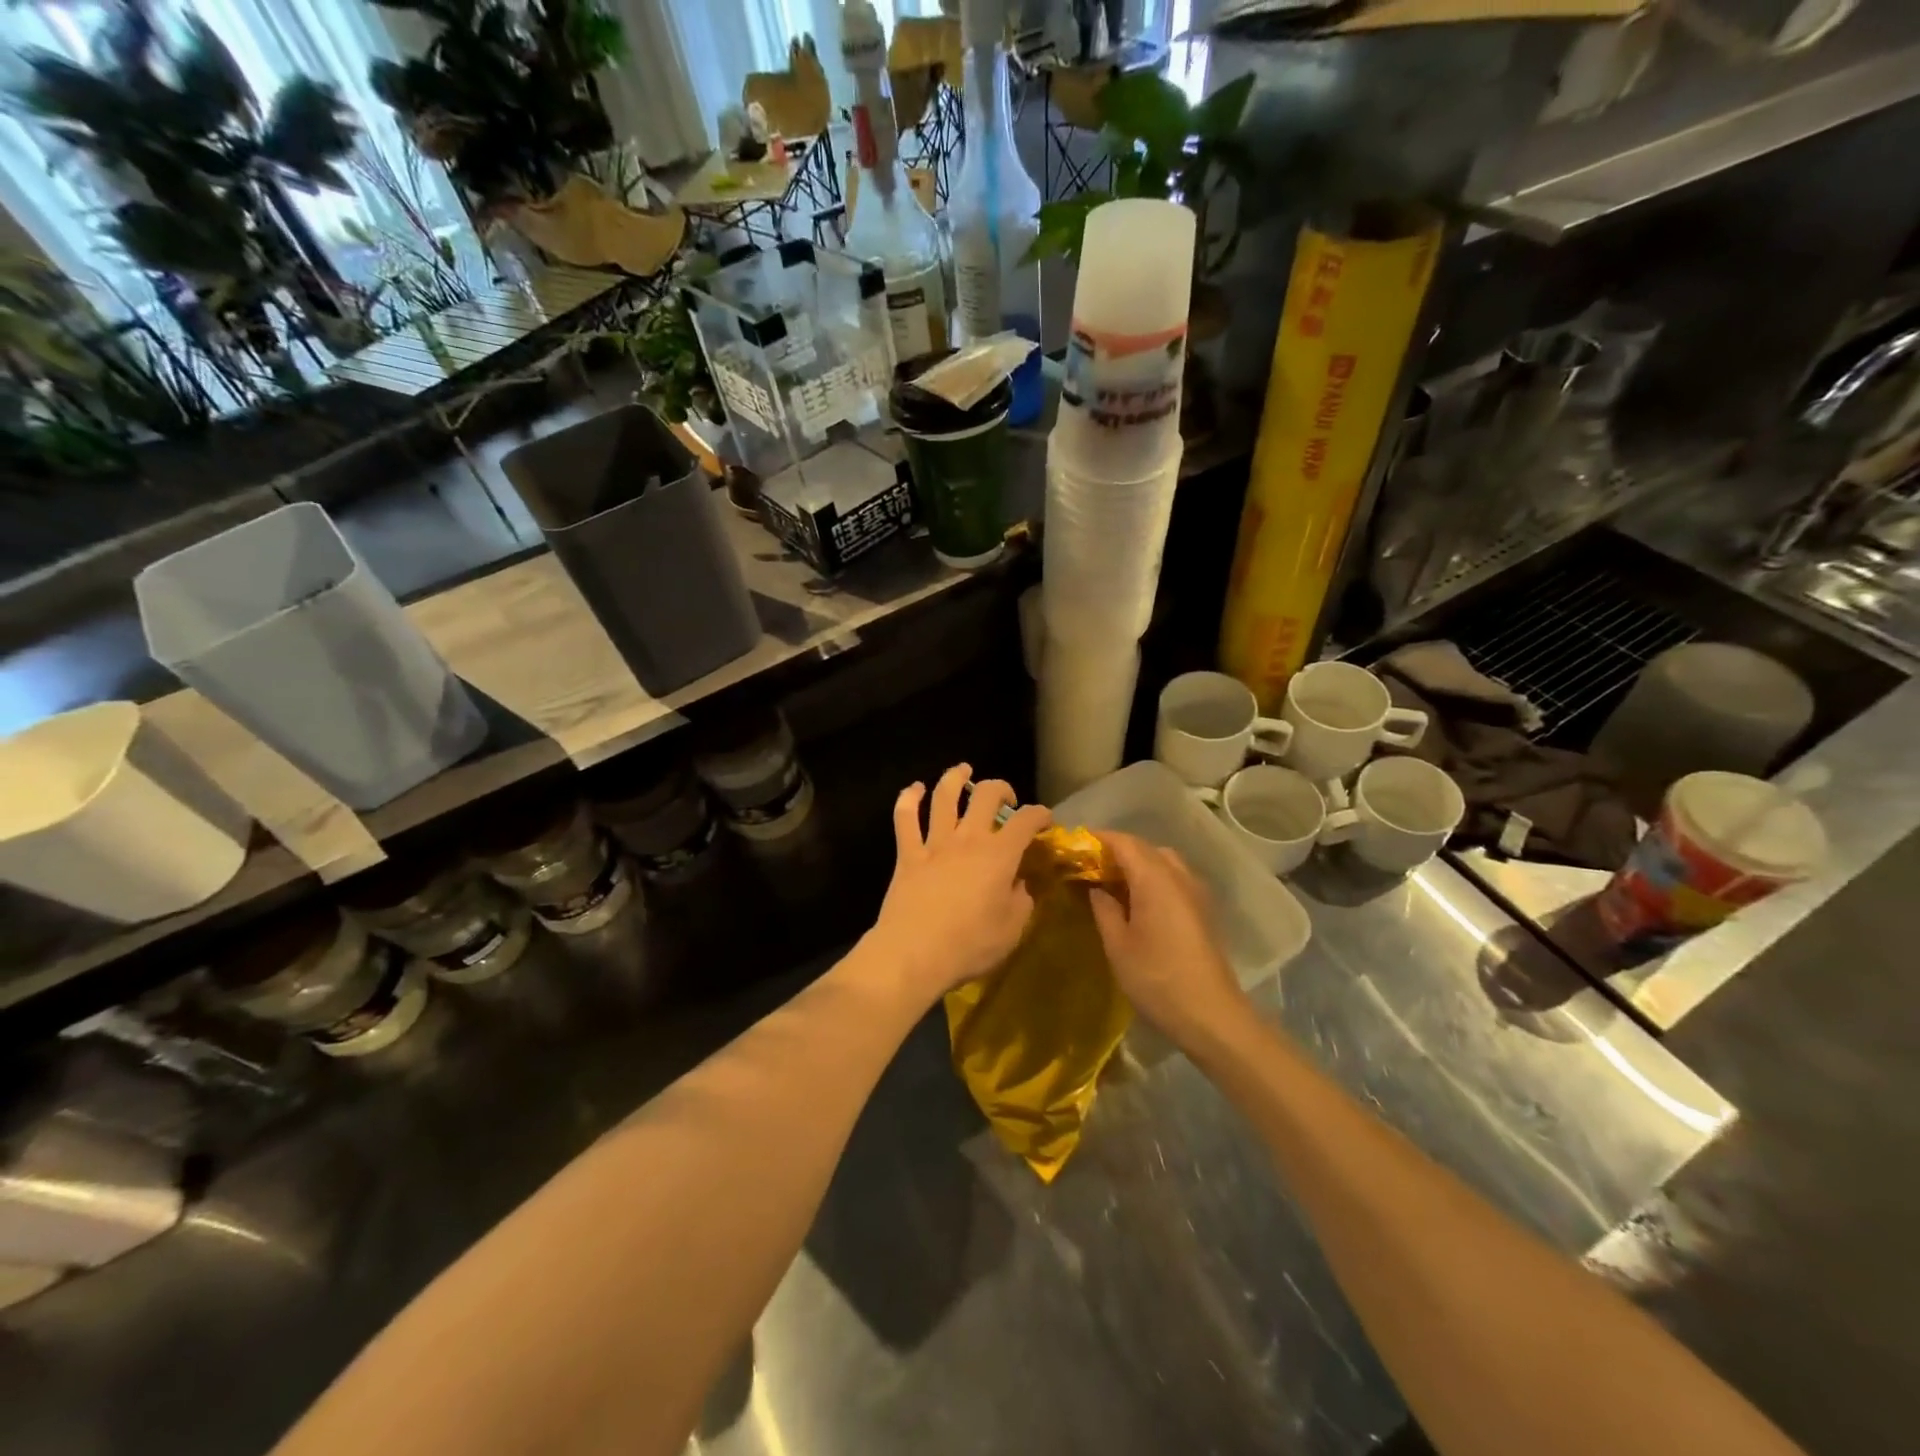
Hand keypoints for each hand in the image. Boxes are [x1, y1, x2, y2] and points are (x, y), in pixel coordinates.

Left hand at [866, 764, 1052, 1001]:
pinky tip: (913, 789)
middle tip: (1005, 798)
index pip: (1026, 820)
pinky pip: (905, 818)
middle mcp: (968, 838)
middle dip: (1000, 788)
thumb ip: (1021, 900)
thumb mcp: (1012, 929)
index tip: (1045, 820)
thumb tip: (1020, 884)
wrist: (914, 953)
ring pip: (944, 796)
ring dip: (955, 778)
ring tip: (963, 770)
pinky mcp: (908, 854)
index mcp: (999, 855)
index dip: (1040, 814)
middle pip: (985, 794)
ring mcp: (935, 843)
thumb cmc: (969, 945)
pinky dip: (908, 799)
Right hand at [1089, 832, 1249, 1048]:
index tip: (1076, 844)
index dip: (1099, 839)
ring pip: (1163, 861)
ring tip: (1113, 882)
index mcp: (1155, 879)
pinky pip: (1175, 878)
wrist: (1211, 1014)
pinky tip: (1139, 900)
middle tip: (1090, 865)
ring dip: (1138, 862)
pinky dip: (1154, 877)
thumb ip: (1104, 909)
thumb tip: (1097, 888)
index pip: (1124, 843)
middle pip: (1145, 848)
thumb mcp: (1118, 945)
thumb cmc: (1157, 979)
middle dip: (1117, 850)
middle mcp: (1179, 876)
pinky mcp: (1203, 909)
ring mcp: (1196, 892)